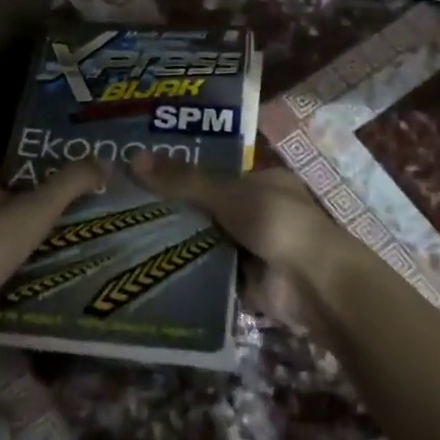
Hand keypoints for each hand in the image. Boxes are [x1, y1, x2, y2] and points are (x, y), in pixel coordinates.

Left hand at [0, 159, 105, 351]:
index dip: (48, 165)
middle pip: (15, 195)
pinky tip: (51, 260)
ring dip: (36, 230)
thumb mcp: (37, 207)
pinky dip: (25, 255)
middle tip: (85, 202)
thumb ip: (71, 182)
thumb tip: (106, 161)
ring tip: (76, 231)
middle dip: (46, 200)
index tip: (78, 173)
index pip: (18, 163)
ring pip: (10, 226)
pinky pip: (4, 253)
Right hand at [130, 152, 346, 331]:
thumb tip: (133, 158)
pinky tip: (152, 268)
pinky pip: (211, 271)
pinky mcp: (246, 281)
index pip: (217, 175)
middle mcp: (260, 212)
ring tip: (129, 238)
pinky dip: (190, 271)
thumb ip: (184, 180)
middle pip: (210, 209)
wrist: (311, 282)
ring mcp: (254, 248)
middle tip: (128, 210)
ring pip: (208, 241)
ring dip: (181, 243)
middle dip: (178, 212)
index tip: (145, 179)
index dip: (183, 176)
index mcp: (264, 182)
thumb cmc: (276, 222)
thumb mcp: (226, 193)